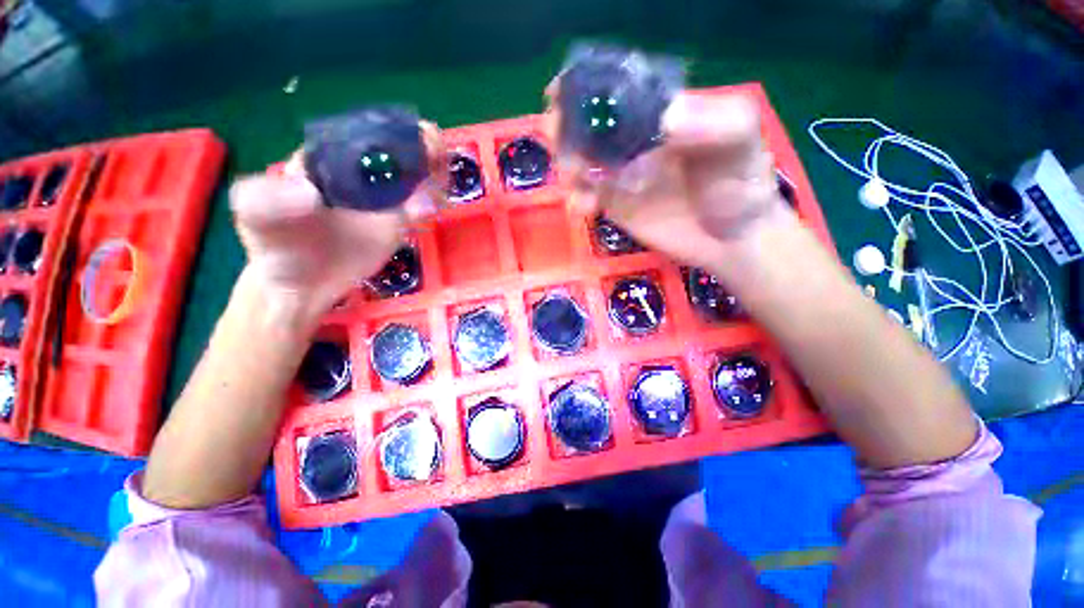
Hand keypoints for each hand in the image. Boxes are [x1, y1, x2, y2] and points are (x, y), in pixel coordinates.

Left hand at [229, 124, 444, 312]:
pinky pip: (420, 207)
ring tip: (441, 181)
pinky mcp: (398, 223)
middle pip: (398, 152)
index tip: (409, 135)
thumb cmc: (275, 245)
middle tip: (436, 157)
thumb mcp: (254, 217)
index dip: (389, 130)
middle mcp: (360, 173)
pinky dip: (432, 202)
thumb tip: (311, 195)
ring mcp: (383, 199)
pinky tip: (436, 205)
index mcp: (328, 158)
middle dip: (422, 148)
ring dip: (434, 174)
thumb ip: (265, 199)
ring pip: (416, 178)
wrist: (301, 284)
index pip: (362, 134)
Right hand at [547, 91, 789, 268]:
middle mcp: (634, 141)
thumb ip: (715, 123)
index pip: (616, 91)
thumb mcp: (741, 144)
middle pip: (588, 127)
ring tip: (574, 177)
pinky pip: (587, 197)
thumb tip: (666, 118)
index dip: (585, 88)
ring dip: (566, 165)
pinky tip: (582, 206)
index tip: (559, 92)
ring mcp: (621, 176)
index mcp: (659, 114)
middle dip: (565, 127)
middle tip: (557, 135)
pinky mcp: (616, 206)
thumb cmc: (741, 185)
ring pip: (581, 162)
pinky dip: (577, 198)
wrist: (732, 238)